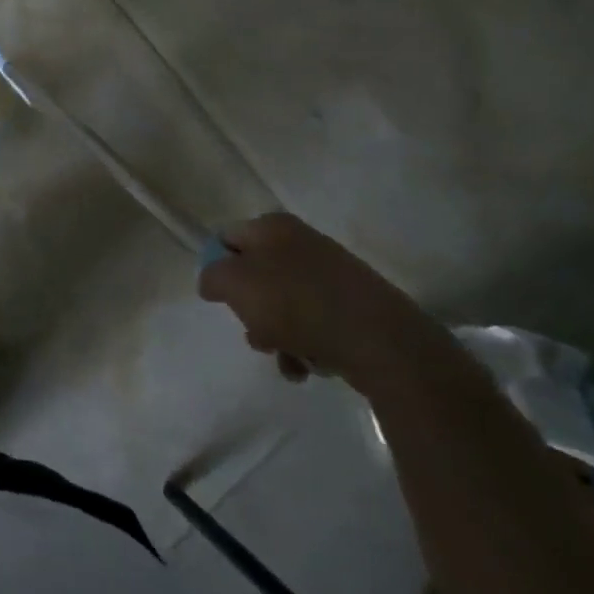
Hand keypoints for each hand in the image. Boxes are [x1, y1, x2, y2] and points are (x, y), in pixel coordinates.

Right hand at [198, 212, 443, 392]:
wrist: (381, 340)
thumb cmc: (297, 303)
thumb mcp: (235, 284)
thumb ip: (213, 277)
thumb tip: (213, 281)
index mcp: (272, 226)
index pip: (227, 239)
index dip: (218, 269)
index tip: (221, 300)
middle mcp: (302, 241)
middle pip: (257, 277)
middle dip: (251, 312)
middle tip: (256, 335)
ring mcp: (331, 273)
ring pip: (285, 305)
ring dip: (278, 336)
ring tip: (288, 359)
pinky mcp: (354, 305)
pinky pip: (315, 324)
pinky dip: (306, 346)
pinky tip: (311, 366)